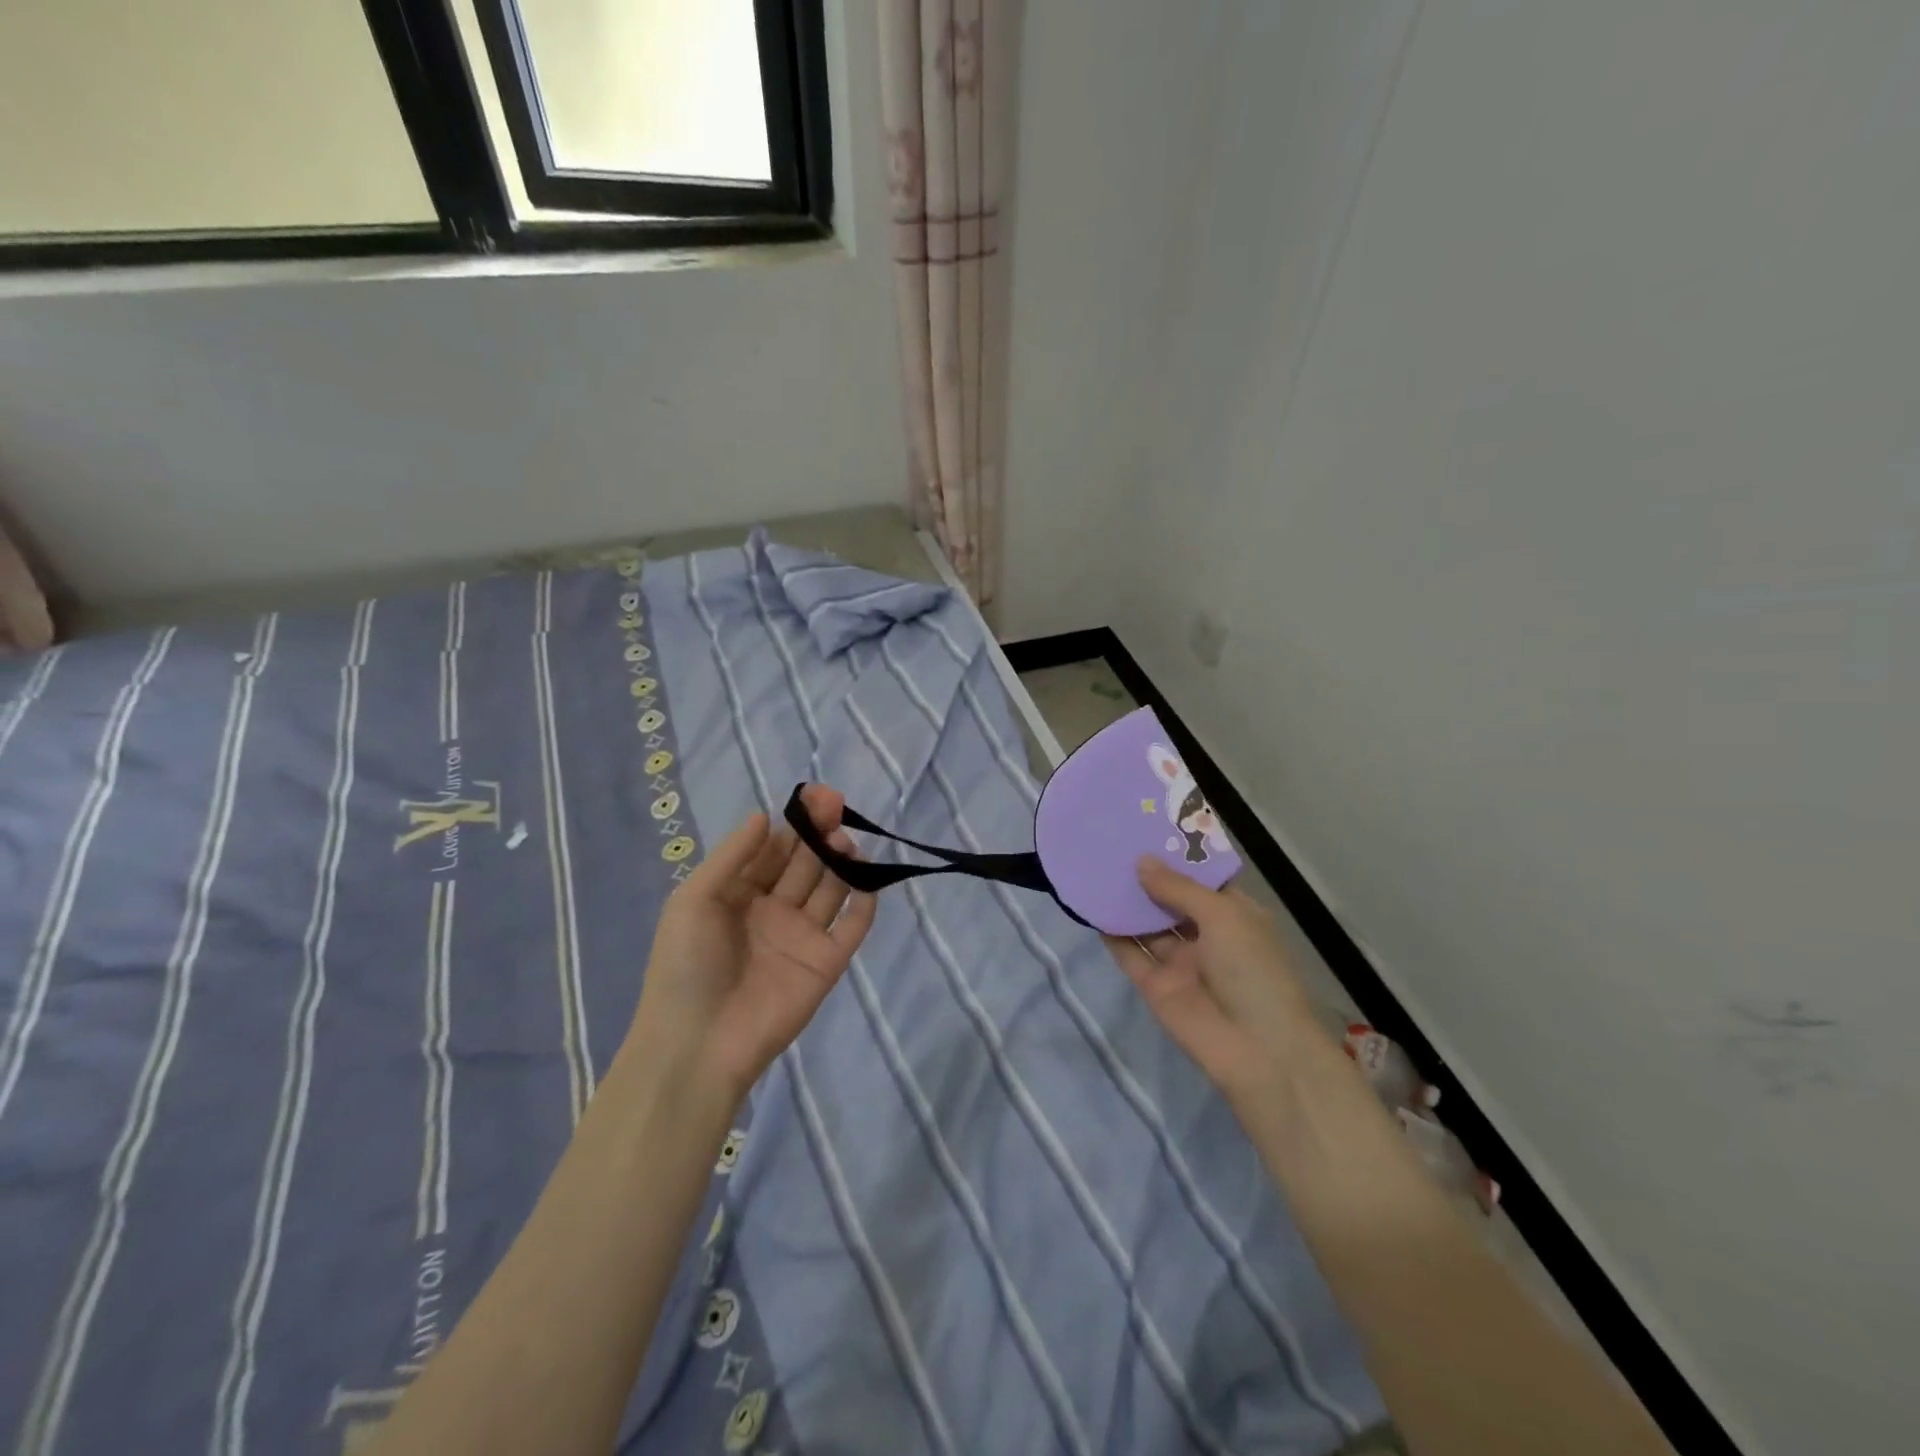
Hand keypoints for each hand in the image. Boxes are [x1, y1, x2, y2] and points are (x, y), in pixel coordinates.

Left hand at [631, 785, 876, 1098]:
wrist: (698, 1046)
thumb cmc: (686, 966)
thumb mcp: (693, 901)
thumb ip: (732, 857)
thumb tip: (764, 815)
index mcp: (739, 894)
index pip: (773, 849)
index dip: (793, 823)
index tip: (813, 797)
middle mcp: (773, 910)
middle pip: (805, 863)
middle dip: (820, 833)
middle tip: (836, 806)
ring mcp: (802, 937)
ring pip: (830, 888)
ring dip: (842, 861)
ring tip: (845, 841)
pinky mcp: (826, 964)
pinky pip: (851, 928)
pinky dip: (864, 903)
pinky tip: (867, 878)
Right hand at [1105, 858, 1320, 1101]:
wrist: (1258, 1052)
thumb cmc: (1253, 971)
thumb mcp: (1223, 916)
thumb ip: (1178, 888)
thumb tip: (1140, 861)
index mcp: (1233, 914)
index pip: (1201, 878)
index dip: (1176, 855)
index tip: (1146, 828)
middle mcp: (1206, 934)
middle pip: (1169, 899)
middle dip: (1145, 875)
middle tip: (1111, 843)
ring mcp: (1179, 962)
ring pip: (1146, 924)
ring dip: (1125, 901)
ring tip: (1095, 867)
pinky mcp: (1155, 985)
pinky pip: (1130, 953)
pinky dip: (1111, 933)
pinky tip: (1090, 907)